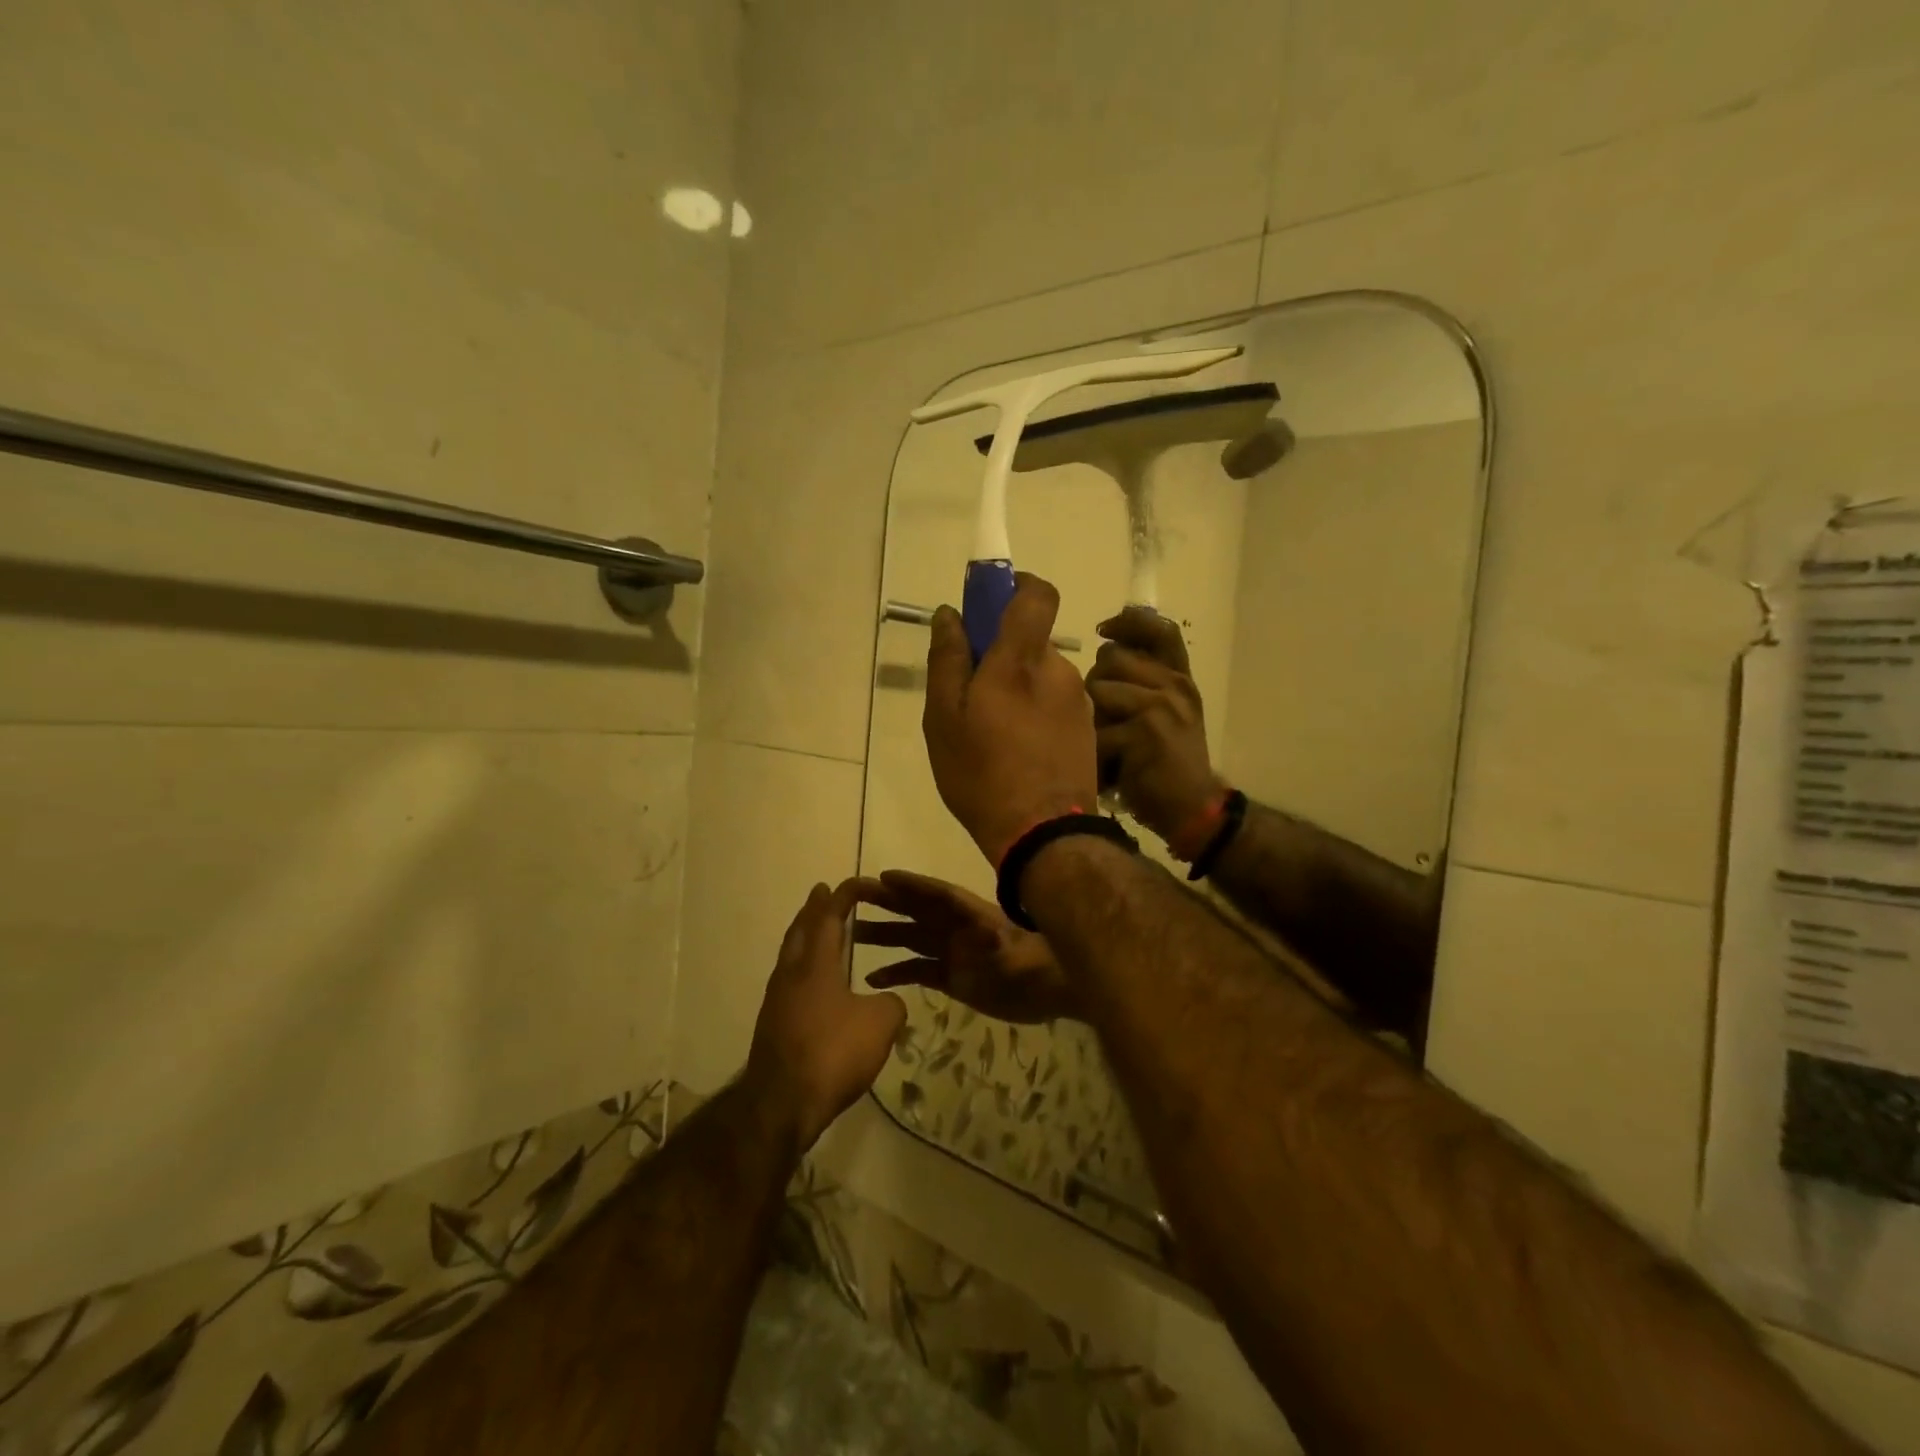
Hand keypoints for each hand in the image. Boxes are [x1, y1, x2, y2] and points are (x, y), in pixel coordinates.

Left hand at [746, 880, 906, 1150]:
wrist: (781, 1104)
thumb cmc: (832, 1053)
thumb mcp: (880, 1024)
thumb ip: (890, 1003)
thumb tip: (885, 1001)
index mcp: (815, 964)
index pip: (829, 917)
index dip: (843, 896)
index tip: (856, 883)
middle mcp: (791, 974)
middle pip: (800, 930)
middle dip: (813, 909)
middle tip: (822, 892)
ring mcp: (777, 1000)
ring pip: (790, 955)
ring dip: (804, 936)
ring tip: (818, 931)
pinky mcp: (773, 1025)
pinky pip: (789, 981)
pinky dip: (803, 966)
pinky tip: (815, 982)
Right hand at [852, 871, 1077, 1023]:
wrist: (1054, 993)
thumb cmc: (1039, 967)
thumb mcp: (1020, 955)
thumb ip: (1004, 944)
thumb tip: (987, 933)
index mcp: (971, 916)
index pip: (937, 895)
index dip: (912, 885)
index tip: (883, 877)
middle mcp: (956, 929)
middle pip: (916, 911)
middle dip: (886, 902)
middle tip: (852, 896)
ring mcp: (953, 953)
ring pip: (910, 939)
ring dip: (883, 936)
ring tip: (851, 936)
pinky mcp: (952, 978)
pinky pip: (917, 970)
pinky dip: (896, 973)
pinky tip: (872, 978)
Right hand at [922, 574, 1097, 864]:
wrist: (1044, 834)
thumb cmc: (983, 774)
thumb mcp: (944, 719)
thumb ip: (947, 659)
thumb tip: (950, 614)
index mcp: (1021, 659)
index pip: (1037, 594)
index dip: (1016, 587)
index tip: (990, 604)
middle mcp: (1059, 671)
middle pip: (1031, 644)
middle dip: (1002, 658)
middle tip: (972, 698)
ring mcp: (1079, 702)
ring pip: (1042, 678)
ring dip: (1018, 691)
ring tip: (993, 736)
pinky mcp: (1088, 730)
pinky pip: (1056, 706)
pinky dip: (1036, 716)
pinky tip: (1018, 753)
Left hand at [1086, 605, 1221, 842]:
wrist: (1193, 808)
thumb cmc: (1168, 762)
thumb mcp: (1166, 713)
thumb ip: (1143, 681)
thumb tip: (1105, 646)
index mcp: (1179, 678)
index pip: (1161, 630)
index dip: (1130, 621)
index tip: (1105, 629)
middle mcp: (1175, 685)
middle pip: (1111, 657)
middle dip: (1098, 684)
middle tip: (1109, 719)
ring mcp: (1162, 706)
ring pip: (1098, 688)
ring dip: (1093, 718)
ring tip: (1110, 743)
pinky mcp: (1145, 732)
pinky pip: (1096, 728)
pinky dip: (1095, 752)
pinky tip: (1110, 766)